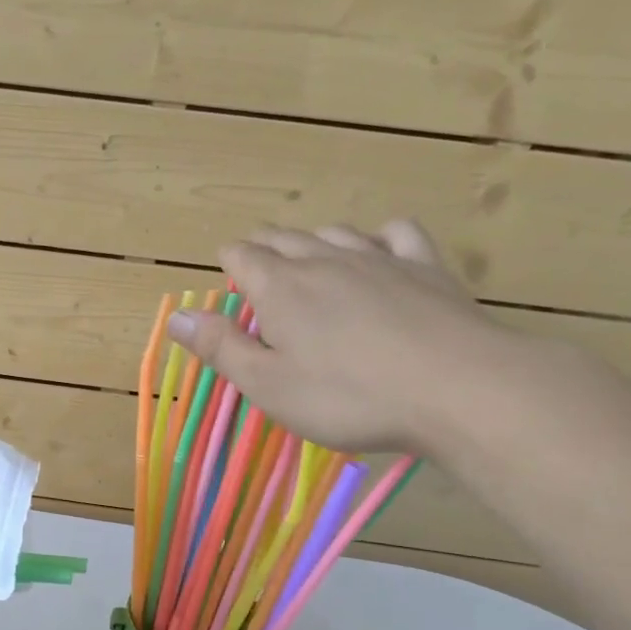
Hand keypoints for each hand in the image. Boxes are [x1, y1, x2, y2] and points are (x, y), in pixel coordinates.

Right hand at [167, 222, 511, 455]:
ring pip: (335, 233)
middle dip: (264, 246)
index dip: (230, 262)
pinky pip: (396, 233)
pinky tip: (377, 249)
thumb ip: (220, 347)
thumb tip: (173, 316)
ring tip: (305, 254)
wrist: (457, 388)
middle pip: (285, 239)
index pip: (244, 258)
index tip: (225, 271)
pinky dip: (378, 236)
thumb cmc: (347, 396)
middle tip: (255, 258)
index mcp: (281, 289)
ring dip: (312, 240)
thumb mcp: (268, 384)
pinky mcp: (426, 267)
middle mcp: (325, 261)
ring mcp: (380, 258)